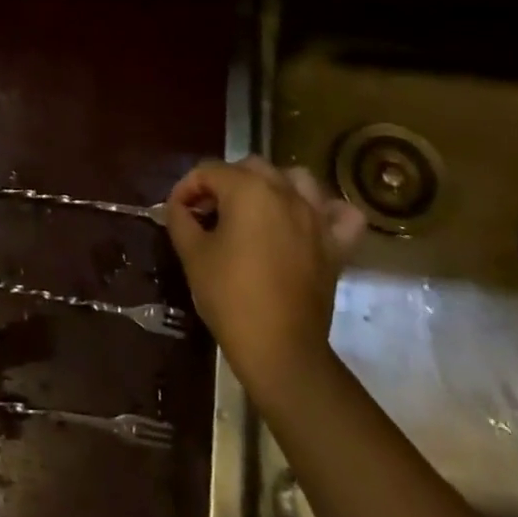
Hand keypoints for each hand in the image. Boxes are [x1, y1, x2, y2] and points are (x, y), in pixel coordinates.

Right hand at [166, 156, 363, 400]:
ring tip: (256, 210)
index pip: (209, 171)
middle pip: (250, 167)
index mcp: (247, 189)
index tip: (177, 212)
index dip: (187, 188)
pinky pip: (341, 214)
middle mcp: (284, 191)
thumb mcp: (192, 254)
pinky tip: (309, 222)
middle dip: (225, 184)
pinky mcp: (336, 243)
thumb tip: (179, 206)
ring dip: (273, 187)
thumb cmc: (230, 297)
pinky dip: (327, 211)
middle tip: (208, 214)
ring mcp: (315, 215)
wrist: (279, 349)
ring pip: (295, 178)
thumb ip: (181, 219)